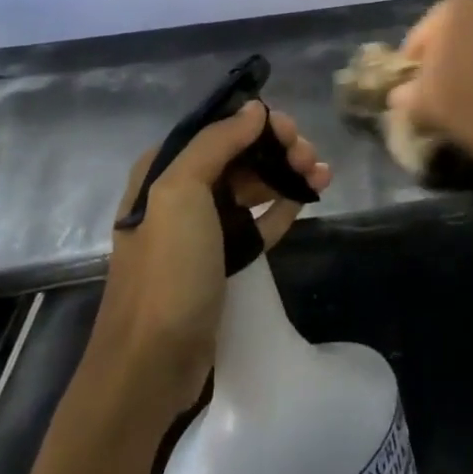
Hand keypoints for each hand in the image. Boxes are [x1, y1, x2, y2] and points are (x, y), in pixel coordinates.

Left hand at [87, 102, 330, 414]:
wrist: (151, 364)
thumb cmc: (167, 271)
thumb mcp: (180, 194)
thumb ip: (216, 143)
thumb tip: (254, 108)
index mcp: (164, 171)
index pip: (219, 129)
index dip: (258, 123)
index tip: (290, 131)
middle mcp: (181, 193)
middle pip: (240, 154)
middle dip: (278, 148)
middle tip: (309, 156)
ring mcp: (203, 227)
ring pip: (254, 184)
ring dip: (287, 172)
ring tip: (322, 174)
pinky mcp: (223, 258)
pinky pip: (260, 218)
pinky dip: (285, 204)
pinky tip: (311, 197)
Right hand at [389, 0, 472, 165]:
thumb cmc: (455, 100)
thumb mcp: (413, 99)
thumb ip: (401, 90)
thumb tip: (401, 92)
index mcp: (452, 8)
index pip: (420, 35)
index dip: (412, 61)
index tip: (409, 83)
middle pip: (449, 33)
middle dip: (440, 54)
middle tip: (430, 84)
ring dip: (465, 60)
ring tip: (456, 89)